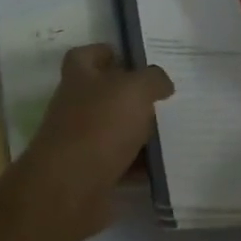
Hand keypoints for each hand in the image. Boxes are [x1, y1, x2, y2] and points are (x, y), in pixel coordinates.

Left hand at [14, 44, 172, 239]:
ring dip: (136, 131)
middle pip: (102, 93)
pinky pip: (119, 164)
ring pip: (112, 129)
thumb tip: (161, 81)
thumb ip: (151, 79)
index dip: (105, 52)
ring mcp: (79, 141)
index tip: (132, 59)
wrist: (70, 187)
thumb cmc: (99, 125)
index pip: (85, 55)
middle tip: (161, 98)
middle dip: (129, 96)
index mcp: (78, 76)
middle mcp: (74, 105)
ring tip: (170, 131)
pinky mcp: (89, 173)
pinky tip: (163, 167)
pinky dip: (138, 166)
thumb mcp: (134, 90)